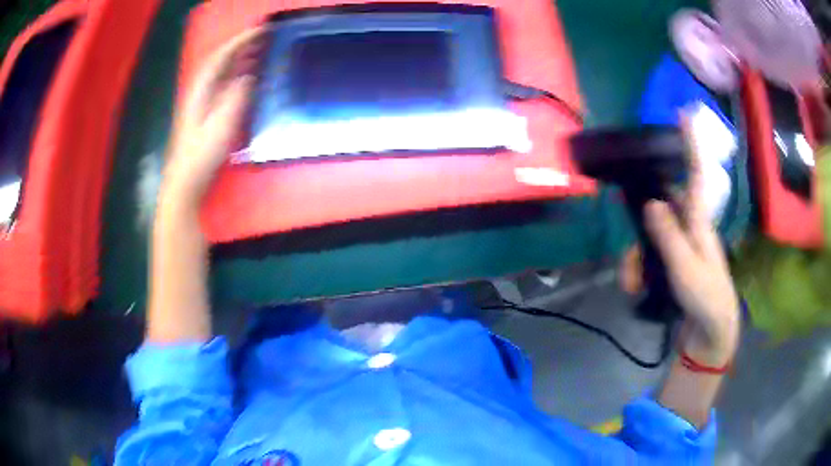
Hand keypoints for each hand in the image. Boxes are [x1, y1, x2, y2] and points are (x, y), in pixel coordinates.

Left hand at [160, 27, 264, 210]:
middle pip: (221, 61)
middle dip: (242, 46)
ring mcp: (202, 103)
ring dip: (241, 60)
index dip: (240, 40)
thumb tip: (248, 76)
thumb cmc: (200, 156)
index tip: (262, 30)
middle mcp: (200, 91)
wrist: (184, 184)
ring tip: (262, 52)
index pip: (221, 56)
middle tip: (266, 38)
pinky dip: (238, 77)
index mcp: (200, 90)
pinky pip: (224, 87)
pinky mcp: (206, 114)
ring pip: (222, 73)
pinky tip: (249, 79)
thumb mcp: (220, 126)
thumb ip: (234, 98)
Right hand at [644, 117, 739, 365]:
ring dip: (635, 255)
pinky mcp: (671, 263)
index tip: (684, 113)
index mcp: (700, 222)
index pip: (697, 175)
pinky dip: (638, 268)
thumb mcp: (686, 268)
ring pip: (648, 233)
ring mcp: (679, 245)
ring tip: (631, 282)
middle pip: (659, 205)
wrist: (708, 334)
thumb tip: (651, 201)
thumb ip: (669, 235)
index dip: (692, 144)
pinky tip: (633, 287)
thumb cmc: (705, 298)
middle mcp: (689, 226)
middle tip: (630, 249)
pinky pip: (649, 254)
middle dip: (639, 222)